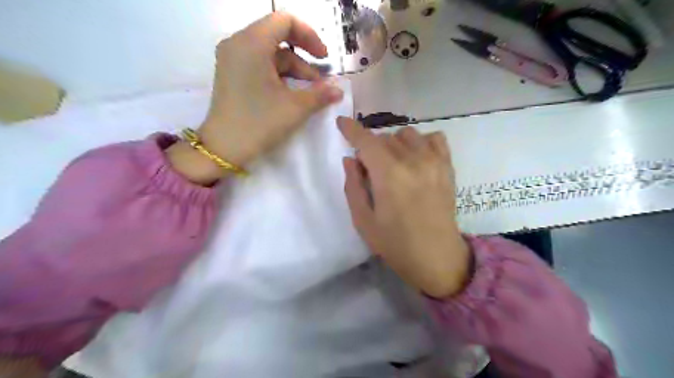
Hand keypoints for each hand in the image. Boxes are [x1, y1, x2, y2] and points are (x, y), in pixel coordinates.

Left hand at [165, 14, 343, 183]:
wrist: (224, 148)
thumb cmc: (260, 122)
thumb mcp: (295, 108)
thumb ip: (320, 94)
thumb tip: (338, 90)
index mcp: (251, 43)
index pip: (285, 21)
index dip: (310, 35)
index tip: (324, 58)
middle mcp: (238, 44)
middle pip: (278, 38)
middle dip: (303, 59)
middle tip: (319, 82)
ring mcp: (233, 59)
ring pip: (271, 54)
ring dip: (294, 71)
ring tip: (309, 94)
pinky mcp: (232, 73)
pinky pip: (260, 65)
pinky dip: (279, 76)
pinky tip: (291, 94)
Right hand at [337, 117, 470, 298]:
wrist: (437, 257)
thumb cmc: (395, 244)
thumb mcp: (363, 220)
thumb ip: (353, 186)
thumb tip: (350, 159)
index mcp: (389, 175)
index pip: (366, 140)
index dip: (351, 129)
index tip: (341, 123)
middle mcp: (413, 161)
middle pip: (385, 137)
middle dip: (371, 148)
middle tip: (370, 170)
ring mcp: (434, 161)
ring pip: (407, 134)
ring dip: (394, 144)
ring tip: (393, 164)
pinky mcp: (448, 167)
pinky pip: (434, 138)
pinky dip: (421, 142)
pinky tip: (416, 158)